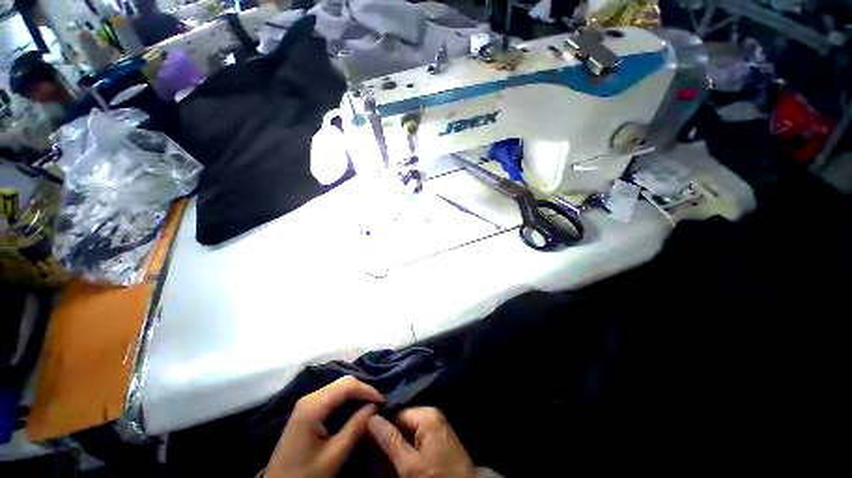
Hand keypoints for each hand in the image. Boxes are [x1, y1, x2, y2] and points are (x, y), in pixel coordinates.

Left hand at [264, 376, 383, 477]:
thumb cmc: (306, 475)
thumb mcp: (334, 456)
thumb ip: (355, 428)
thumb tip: (375, 406)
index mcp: (313, 406)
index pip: (347, 385)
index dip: (367, 389)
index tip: (383, 401)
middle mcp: (310, 397)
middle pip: (343, 382)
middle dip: (363, 389)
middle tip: (378, 403)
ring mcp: (307, 402)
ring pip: (339, 386)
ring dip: (356, 393)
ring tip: (370, 405)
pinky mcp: (308, 409)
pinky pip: (332, 395)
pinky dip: (347, 398)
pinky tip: (355, 408)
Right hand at [367, 407, 474, 477]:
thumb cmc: (436, 477)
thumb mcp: (409, 464)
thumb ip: (389, 440)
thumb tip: (371, 417)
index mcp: (426, 414)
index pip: (396, 412)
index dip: (379, 424)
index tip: (364, 436)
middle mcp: (431, 415)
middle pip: (401, 421)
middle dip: (386, 436)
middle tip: (371, 451)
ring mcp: (435, 426)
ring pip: (407, 432)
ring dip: (393, 445)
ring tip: (379, 458)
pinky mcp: (437, 438)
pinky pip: (415, 439)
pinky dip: (404, 449)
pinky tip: (394, 460)